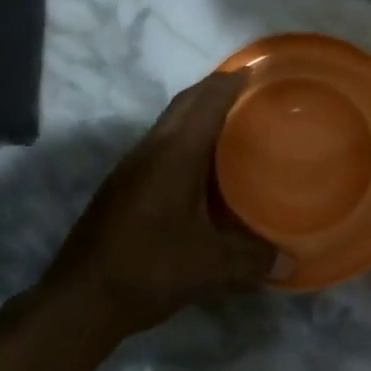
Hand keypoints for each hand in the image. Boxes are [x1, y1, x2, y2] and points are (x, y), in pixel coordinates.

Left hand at [35, 71, 286, 340]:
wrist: (80, 300)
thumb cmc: (149, 269)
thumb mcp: (211, 267)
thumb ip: (253, 260)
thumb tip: (290, 264)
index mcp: (174, 155)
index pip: (206, 102)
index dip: (231, 82)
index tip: (257, 70)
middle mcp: (150, 150)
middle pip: (185, 104)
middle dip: (215, 89)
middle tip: (251, 90)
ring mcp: (131, 168)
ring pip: (170, 123)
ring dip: (198, 113)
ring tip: (233, 122)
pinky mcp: (123, 187)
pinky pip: (161, 145)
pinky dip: (186, 139)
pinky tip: (203, 166)